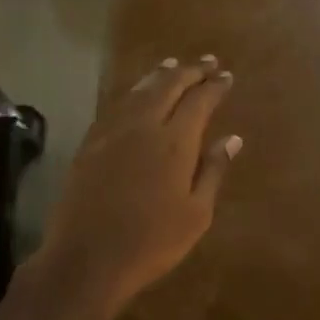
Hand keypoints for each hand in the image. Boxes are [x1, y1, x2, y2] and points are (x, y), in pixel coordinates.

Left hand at [31, 55, 240, 319]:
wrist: (86, 259)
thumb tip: (232, 138)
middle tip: (206, 61)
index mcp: (174, 142)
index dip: (214, 86)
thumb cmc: (152, 243)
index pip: (199, 101)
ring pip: (138, 91)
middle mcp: (143, 126)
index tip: (226, 76)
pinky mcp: (89, 144)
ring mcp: (111, 133)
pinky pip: (115, 106)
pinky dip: (132, 93)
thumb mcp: (195, 213)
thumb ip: (213, 170)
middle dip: (189, 71)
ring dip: (159, 75)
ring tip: (172, 64)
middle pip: (168, 86)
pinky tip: (136, 95)